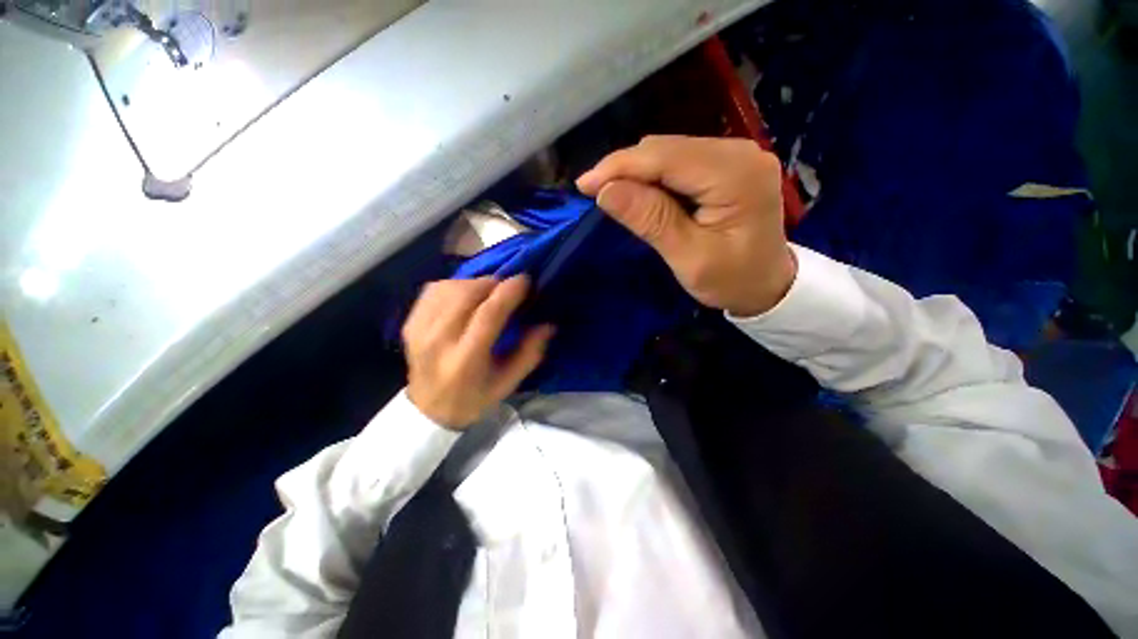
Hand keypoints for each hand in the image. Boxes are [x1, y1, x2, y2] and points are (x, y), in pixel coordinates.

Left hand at [402, 276, 554, 429]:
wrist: (428, 411)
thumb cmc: (474, 398)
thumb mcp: (508, 383)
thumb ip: (529, 353)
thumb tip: (548, 324)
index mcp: (465, 361)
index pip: (488, 315)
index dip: (509, 292)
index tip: (524, 279)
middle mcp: (438, 341)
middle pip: (467, 295)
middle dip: (493, 283)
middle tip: (508, 287)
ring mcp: (419, 330)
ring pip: (450, 287)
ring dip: (475, 283)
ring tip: (488, 291)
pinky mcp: (409, 323)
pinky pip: (434, 289)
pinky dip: (454, 285)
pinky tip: (465, 294)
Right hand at [577, 136, 796, 316]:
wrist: (768, 285)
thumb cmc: (732, 280)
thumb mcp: (689, 258)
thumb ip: (651, 220)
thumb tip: (605, 191)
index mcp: (736, 175)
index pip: (666, 157)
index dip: (619, 167)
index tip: (584, 185)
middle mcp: (739, 151)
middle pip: (667, 148)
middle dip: (625, 169)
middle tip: (594, 194)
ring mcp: (735, 154)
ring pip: (669, 152)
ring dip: (636, 172)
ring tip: (612, 196)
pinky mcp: (727, 164)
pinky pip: (679, 161)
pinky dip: (653, 176)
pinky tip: (640, 194)